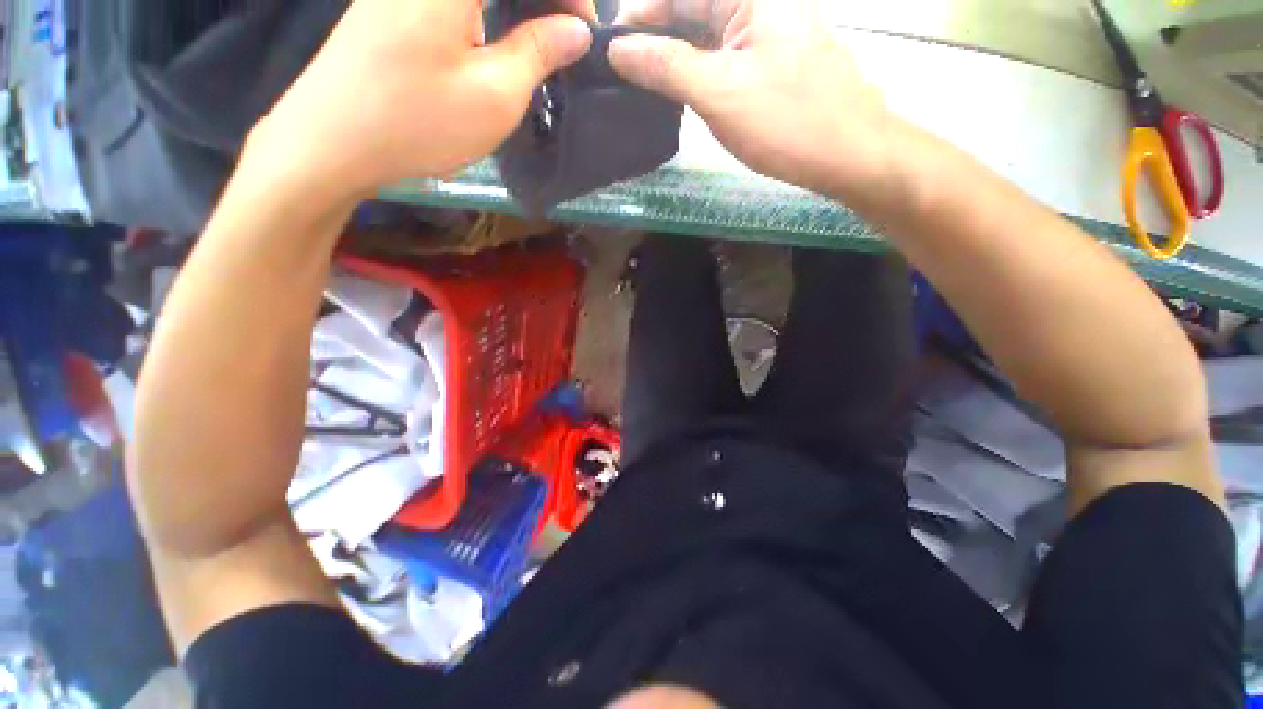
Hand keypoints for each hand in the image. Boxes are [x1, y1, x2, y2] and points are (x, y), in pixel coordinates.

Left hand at [246, 0, 595, 200]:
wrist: (333, 140)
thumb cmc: (419, 121)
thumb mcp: (494, 94)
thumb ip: (539, 52)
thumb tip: (577, 31)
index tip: (586, 31)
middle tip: (568, 35)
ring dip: (519, 4)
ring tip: (542, 37)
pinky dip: (490, 9)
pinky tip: (502, 34)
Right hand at [609, 0, 906, 205]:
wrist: (849, 153)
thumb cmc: (786, 120)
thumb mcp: (718, 91)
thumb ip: (666, 65)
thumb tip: (617, 49)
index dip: (641, 15)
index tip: (611, 50)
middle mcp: (762, 4)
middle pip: (694, 10)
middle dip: (657, 38)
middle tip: (625, 75)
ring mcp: (770, 34)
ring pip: (709, 37)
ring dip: (676, 58)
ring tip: (645, 86)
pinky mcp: (774, 64)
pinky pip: (726, 58)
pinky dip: (700, 73)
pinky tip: (682, 93)